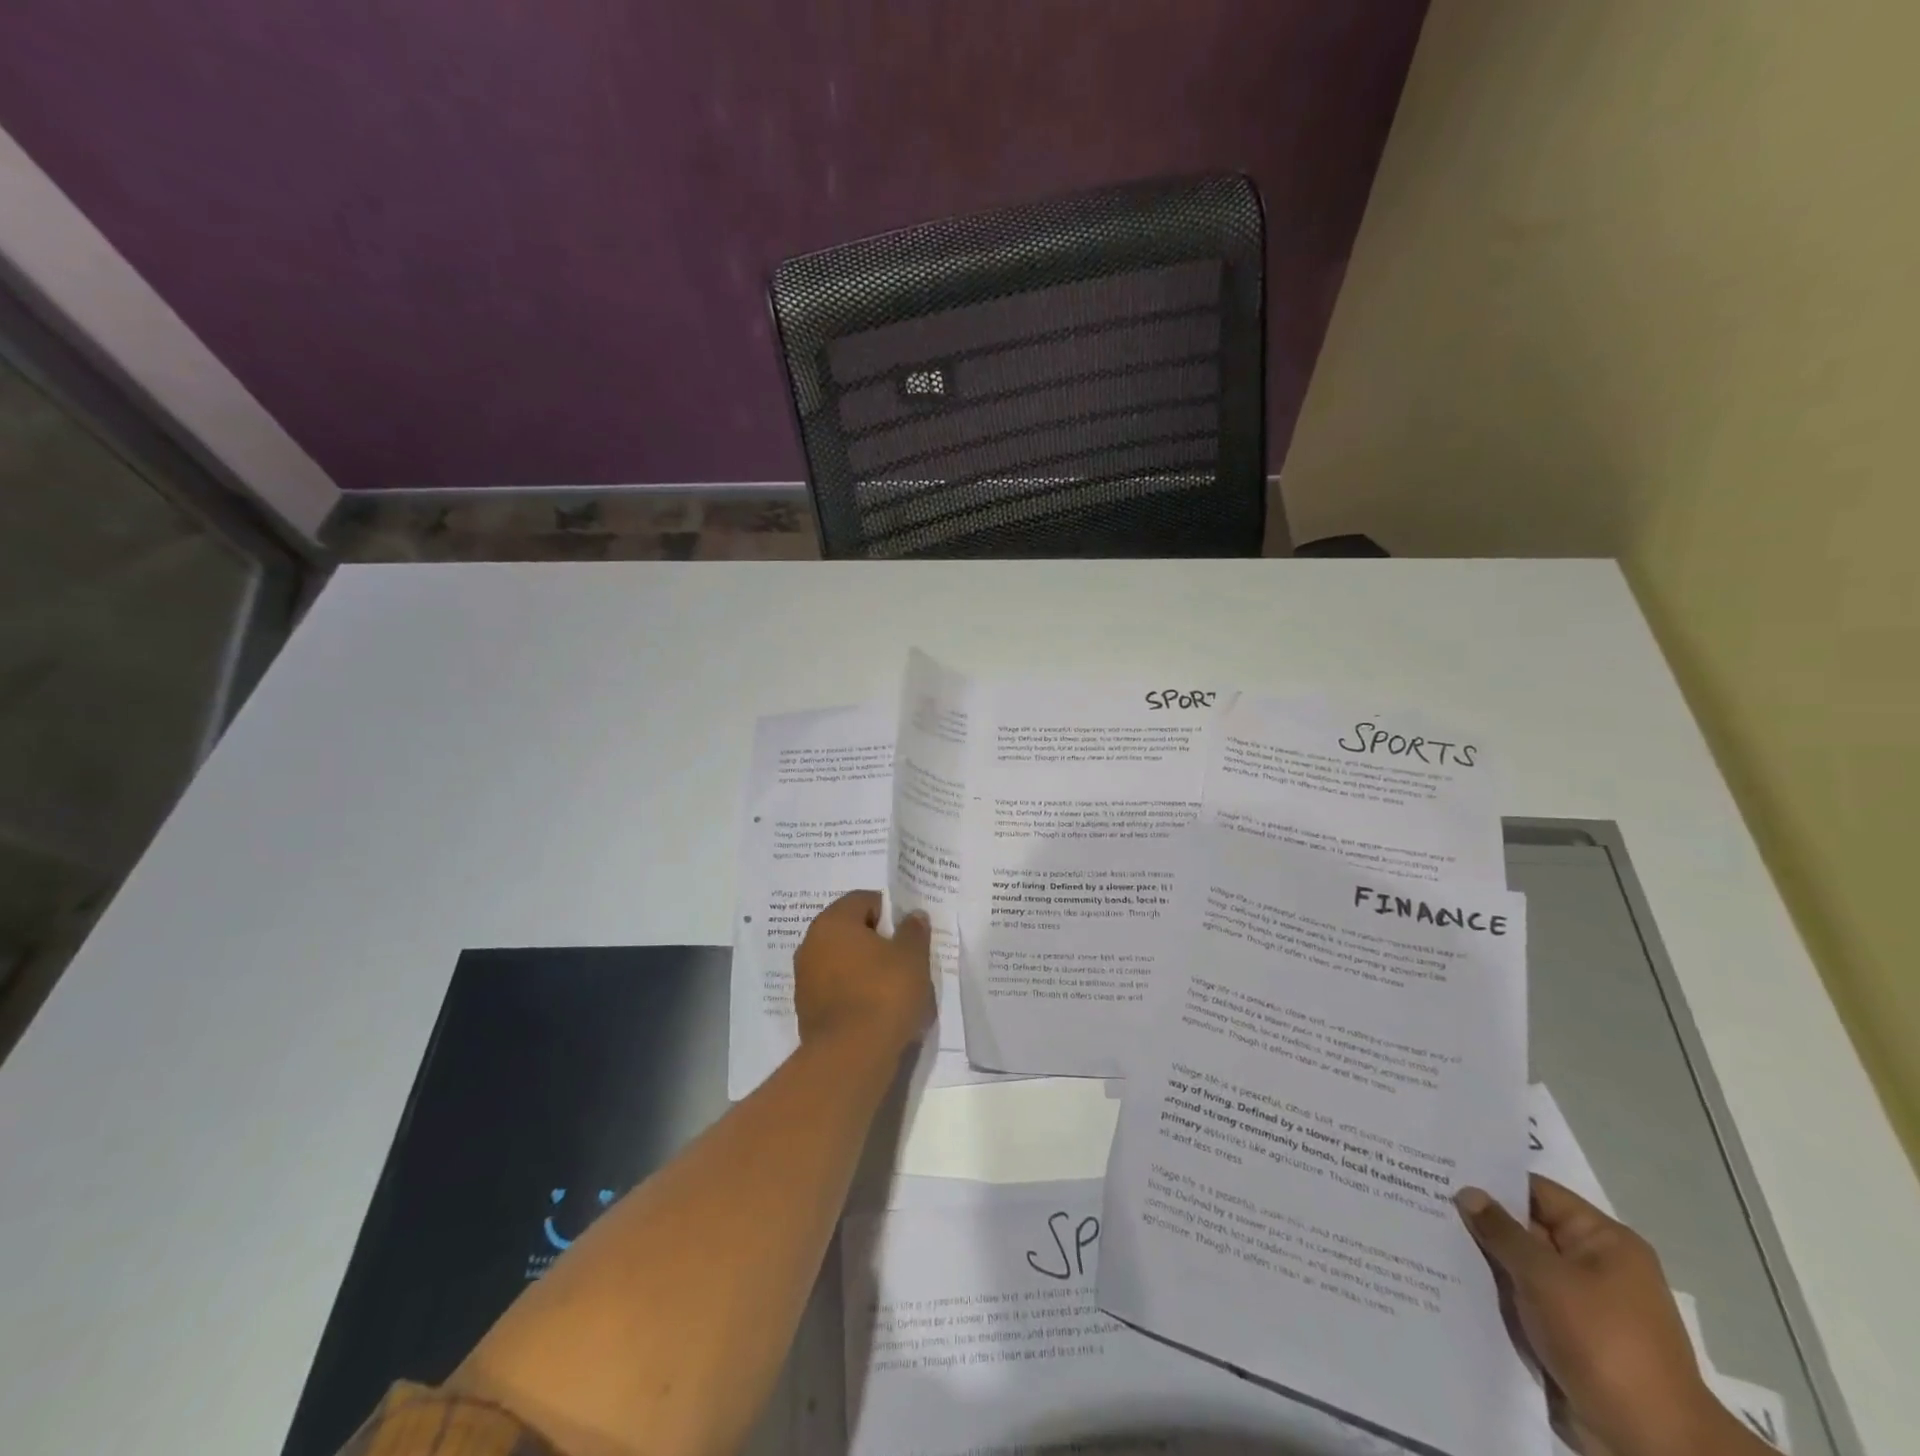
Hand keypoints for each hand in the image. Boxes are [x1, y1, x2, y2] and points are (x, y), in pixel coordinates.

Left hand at [793, 890, 934, 1053]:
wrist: (851, 1057)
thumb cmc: (884, 993)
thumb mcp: (912, 957)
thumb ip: (913, 931)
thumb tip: (913, 916)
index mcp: (832, 921)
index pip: (864, 900)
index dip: (890, 912)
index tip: (908, 933)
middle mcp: (811, 943)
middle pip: (849, 930)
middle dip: (876, 941)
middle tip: (903, 958)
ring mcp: (804, 978)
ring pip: (841, 961)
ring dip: (863, 968)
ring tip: (892, 987)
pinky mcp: (806, 1010)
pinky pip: (835, 989)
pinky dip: (853, 992)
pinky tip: (875, 1009)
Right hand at [1455, 1177, 1762, 1455]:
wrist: (1652, 1443)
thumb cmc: (1602, 1343)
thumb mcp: (1544, 1277)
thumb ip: (1501, 1230)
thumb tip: (1468, 1192)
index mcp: (1604, 1241)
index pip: (1536, 1191)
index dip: (1490, 1179)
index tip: (1440, 1169)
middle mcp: (1596, 1265)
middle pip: (1527, 1227)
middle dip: (1481, 1220)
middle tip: (1422, 1197)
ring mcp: (1583, 1303)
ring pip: (1521, 1266)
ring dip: (1484, 1258)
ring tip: (1426, 1233)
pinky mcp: (1570, 1335)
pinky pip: (1525, 1299)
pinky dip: (1495, 1291)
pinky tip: (1450, 1278)